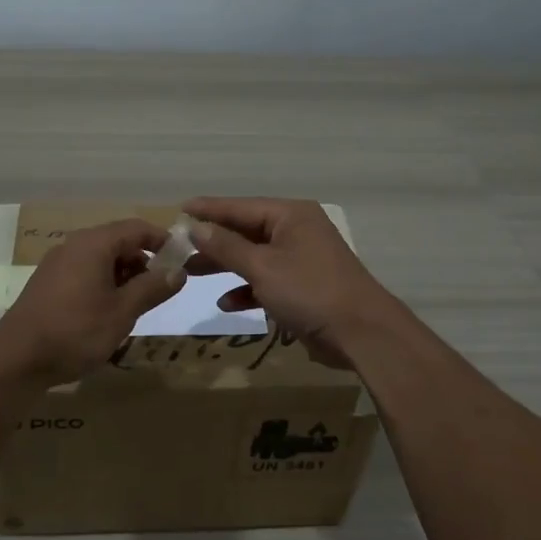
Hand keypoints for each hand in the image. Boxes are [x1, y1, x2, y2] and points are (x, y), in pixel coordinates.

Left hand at [0, 218, 185, 383]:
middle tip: (159, 290)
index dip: (162, 240)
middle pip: (118, 241)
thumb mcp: (123, 311)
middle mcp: (74, 245)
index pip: (136, 228)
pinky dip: (102, 284)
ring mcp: (57, 264)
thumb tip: (179, 270)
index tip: (181, 260)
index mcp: (94, 244)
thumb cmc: (76, 331)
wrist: (17, 359)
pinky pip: (83, 272)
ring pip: (100, 259)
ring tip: (135, 306)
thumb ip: (153, 288)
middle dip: (142, 261)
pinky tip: (106, 313)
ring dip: (123, 276)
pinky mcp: (47, 283)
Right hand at [182, 197, 399, 368]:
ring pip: (254, 257)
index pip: (240, 206)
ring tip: (192, 274)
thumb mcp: (262, 267)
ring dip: (226, 266)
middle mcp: (296, 231)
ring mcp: (301, 260)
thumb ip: (226, 247)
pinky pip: (267, 281)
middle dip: (214, 241)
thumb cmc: (310, 291)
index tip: (179, 209)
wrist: (361, 333)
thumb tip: (196, 228)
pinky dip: (248, 289)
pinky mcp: (303, 287)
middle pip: (246, 231)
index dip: (209, 209)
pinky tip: (228, 303)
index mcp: (291, 216)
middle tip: (179, 248)